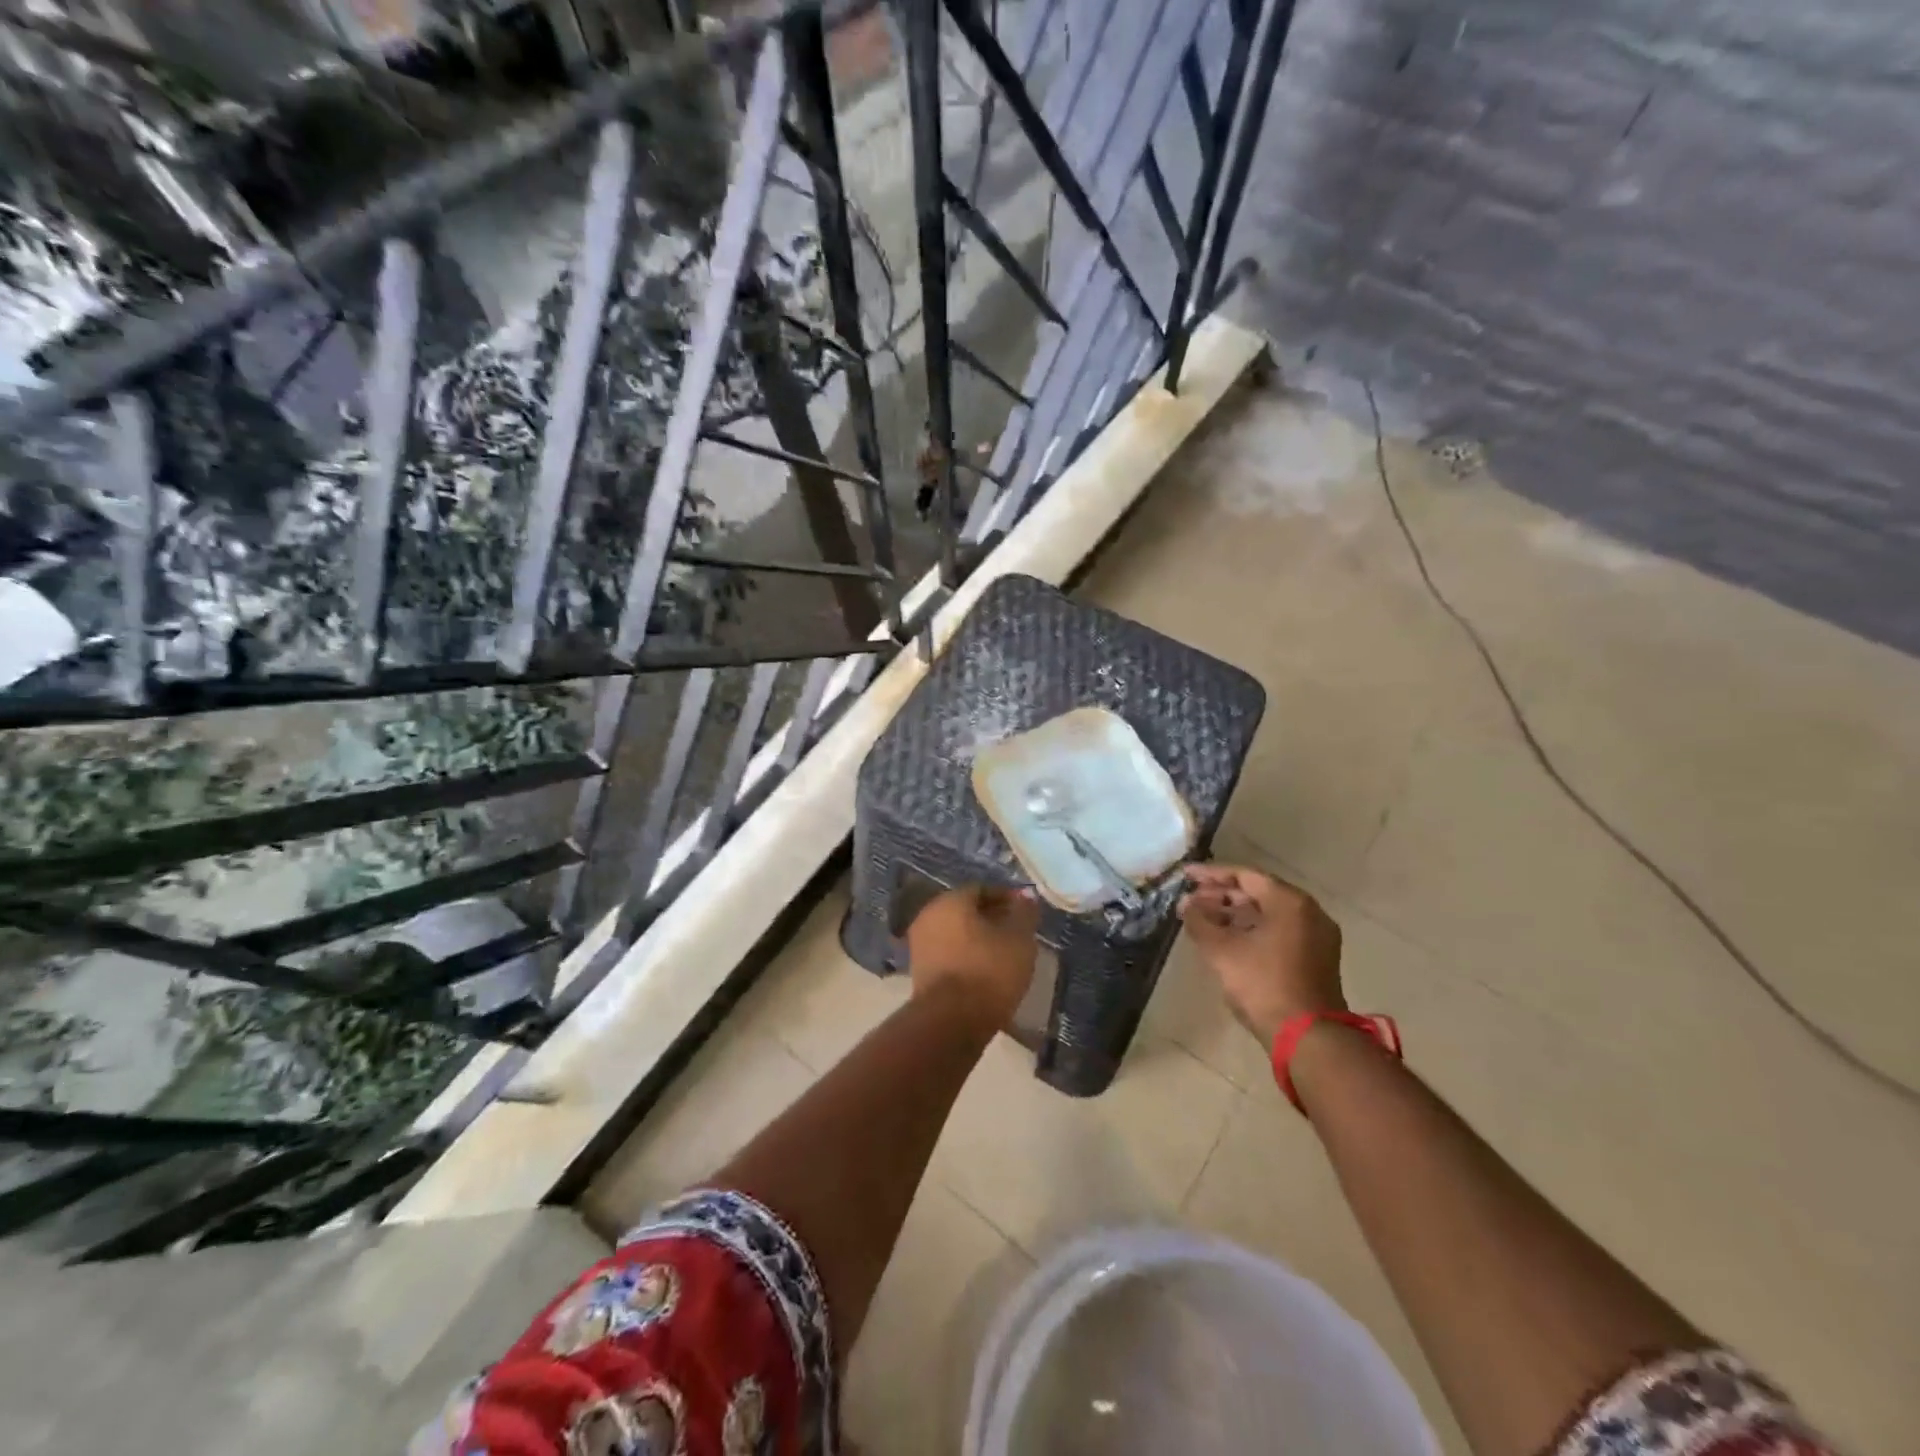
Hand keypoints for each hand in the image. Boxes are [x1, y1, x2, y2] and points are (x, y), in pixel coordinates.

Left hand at [906, 884, 1040, 1032]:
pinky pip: (949, 954)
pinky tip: (986, 972)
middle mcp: (929, 915)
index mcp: (950, 900)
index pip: (982, 889)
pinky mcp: (919, 972)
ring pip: (956, 933)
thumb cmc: (988, 971)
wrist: (950, 1022)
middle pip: (966, 910)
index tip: (1026, 914)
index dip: (1007, 899)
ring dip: (979, 939)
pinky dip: (967, 957)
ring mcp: (920, 944)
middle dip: (992, 919)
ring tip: (1005, 955)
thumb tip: (1026, 895)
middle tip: (1017, 934)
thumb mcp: (1019, 939)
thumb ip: (1024, 913)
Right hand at [1179, 863, 1343, 1044]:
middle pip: (1258, 893)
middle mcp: (1309, 912)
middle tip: (1190, 901)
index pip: (1245, 875)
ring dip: (1234, 915)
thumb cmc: (1263, 985)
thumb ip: (1199, 921)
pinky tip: (1226, 940)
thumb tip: (1186, 904)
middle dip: (1221, 896)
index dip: (1211, 874)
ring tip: (1202, 921)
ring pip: (1268, 914)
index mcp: (1290, 902)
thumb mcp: (1221, 951)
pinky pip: (1279, 931)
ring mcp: (1316, 936)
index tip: (1185, 876)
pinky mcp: (1316, 958)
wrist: (1308, 1038)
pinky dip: (1252, 930)